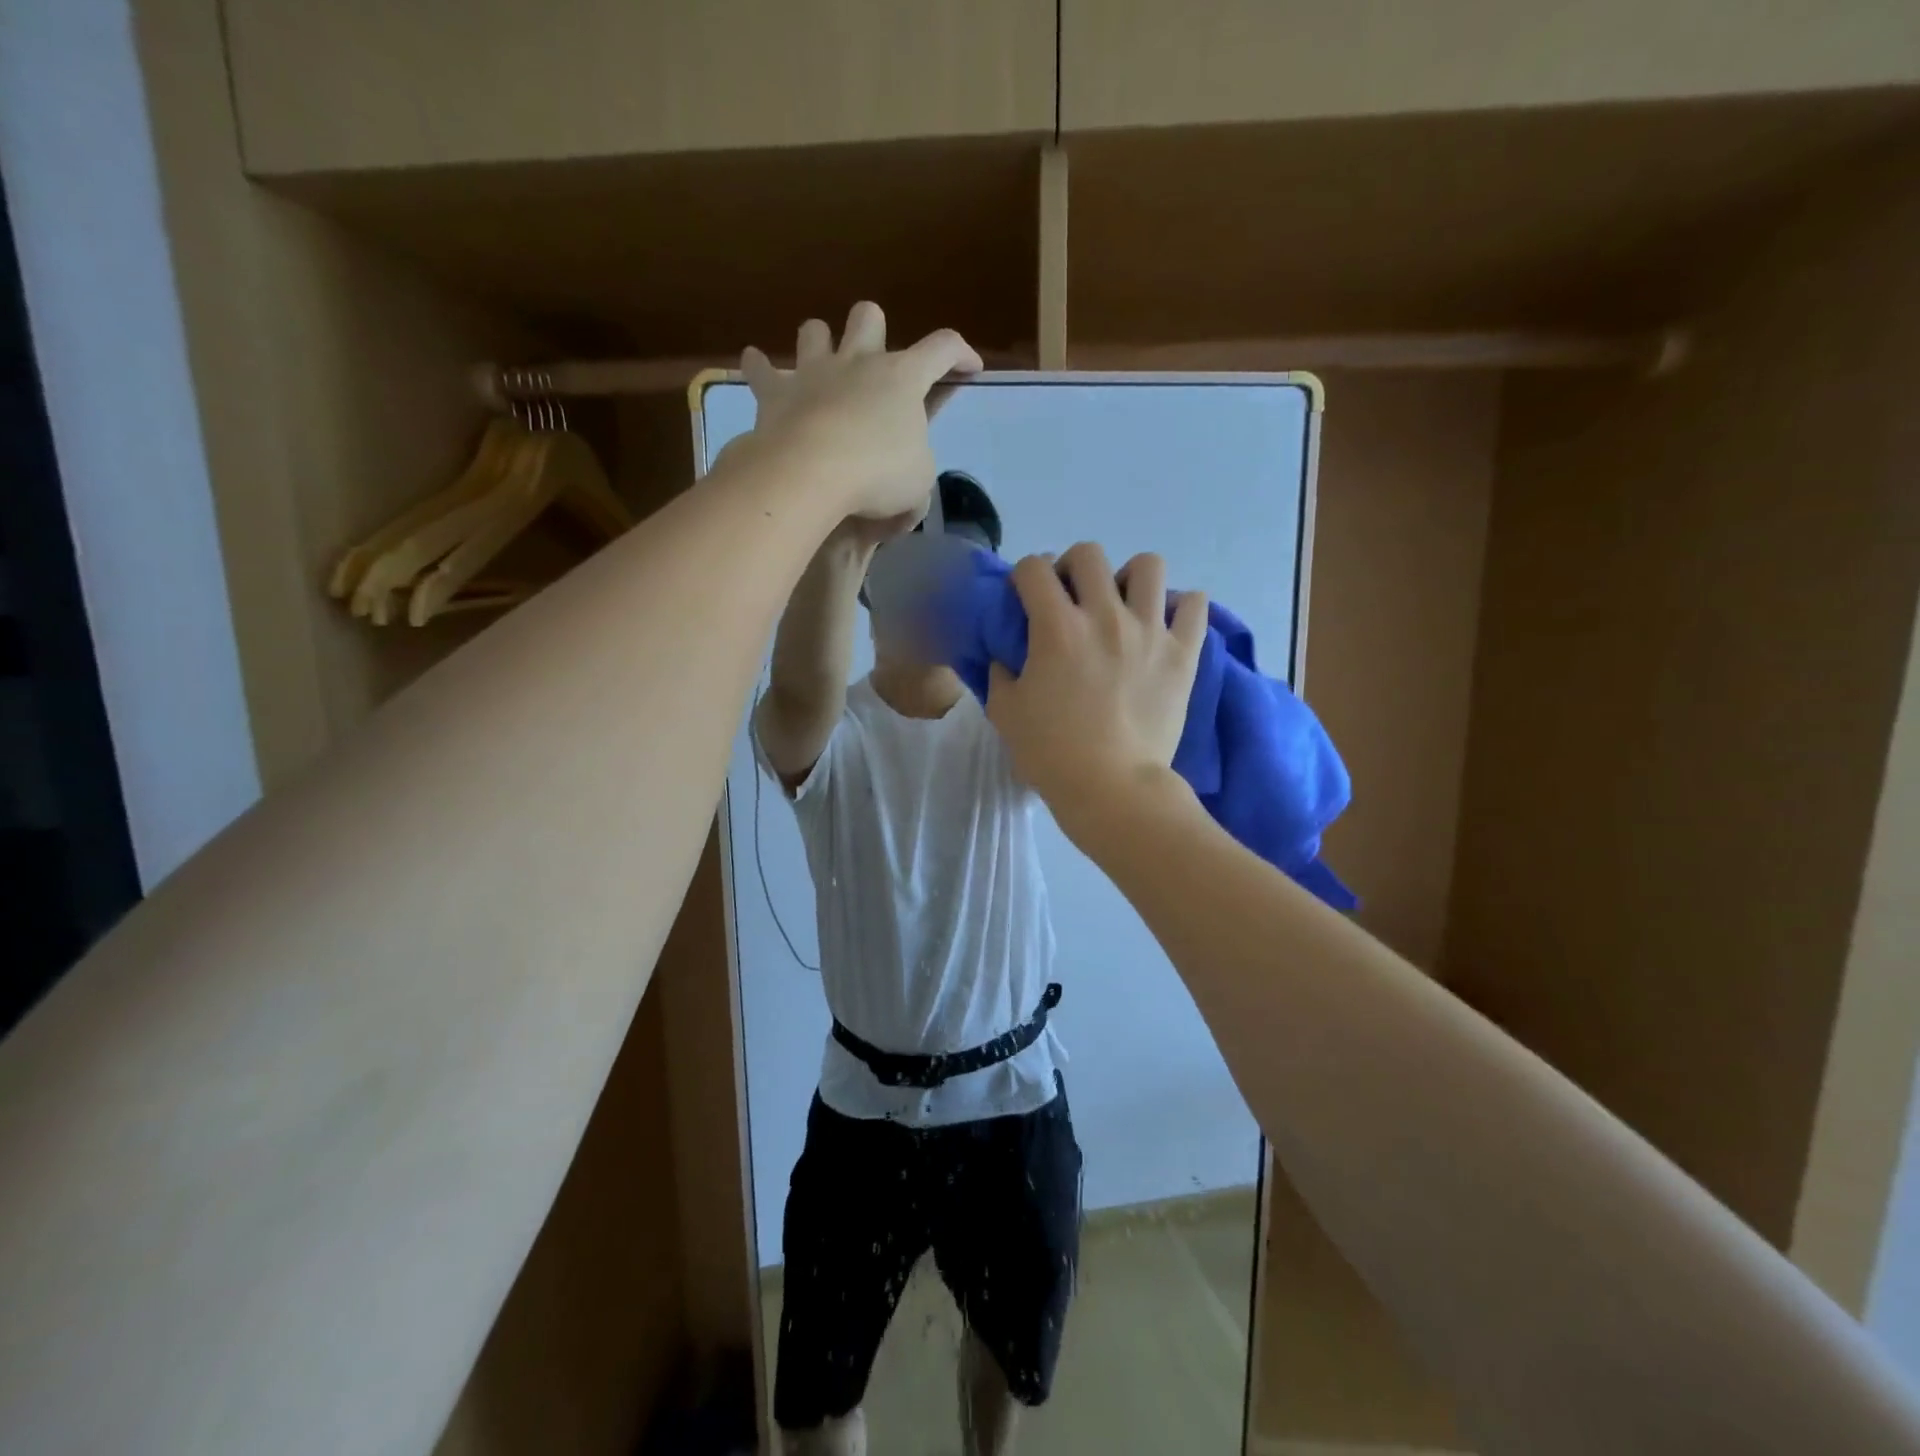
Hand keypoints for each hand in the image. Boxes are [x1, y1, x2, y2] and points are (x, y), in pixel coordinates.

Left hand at [741, 302, 981, 526]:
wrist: (811, 473)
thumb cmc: (878, 475)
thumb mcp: (917, 488)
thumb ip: (916, 484)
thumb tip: (905, 504)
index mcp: (903, 378)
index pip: (943, 348)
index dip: (961, 353)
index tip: (970, 367)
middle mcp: (858, 362)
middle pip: (868, 315)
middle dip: (874, 330)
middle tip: (876, 361)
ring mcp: (813, 371)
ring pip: (815, 330)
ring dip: (820, 342)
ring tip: (821, 364)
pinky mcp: (775, 392)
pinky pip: (761, 369)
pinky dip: (759, 368)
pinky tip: (756, 366)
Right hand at [986, 543, 1208, 833]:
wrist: (1112, 788)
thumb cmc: (1051, 753)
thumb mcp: (1005, 712)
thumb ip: (1001, 673)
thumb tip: (1006, 655)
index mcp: (1057, 627)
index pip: (1034, 568)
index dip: (1025, 575)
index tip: (1026, 596)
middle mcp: (1104, 616)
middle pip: (1089, 554)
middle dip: (1072, 567)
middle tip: (1072, 599)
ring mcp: (1150, 631)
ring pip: (1147, 566)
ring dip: (1129, 578)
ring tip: (1123, 606)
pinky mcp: (1183, 654)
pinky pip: (1194, 605)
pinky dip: (1180, 607)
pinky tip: (1165, 624)